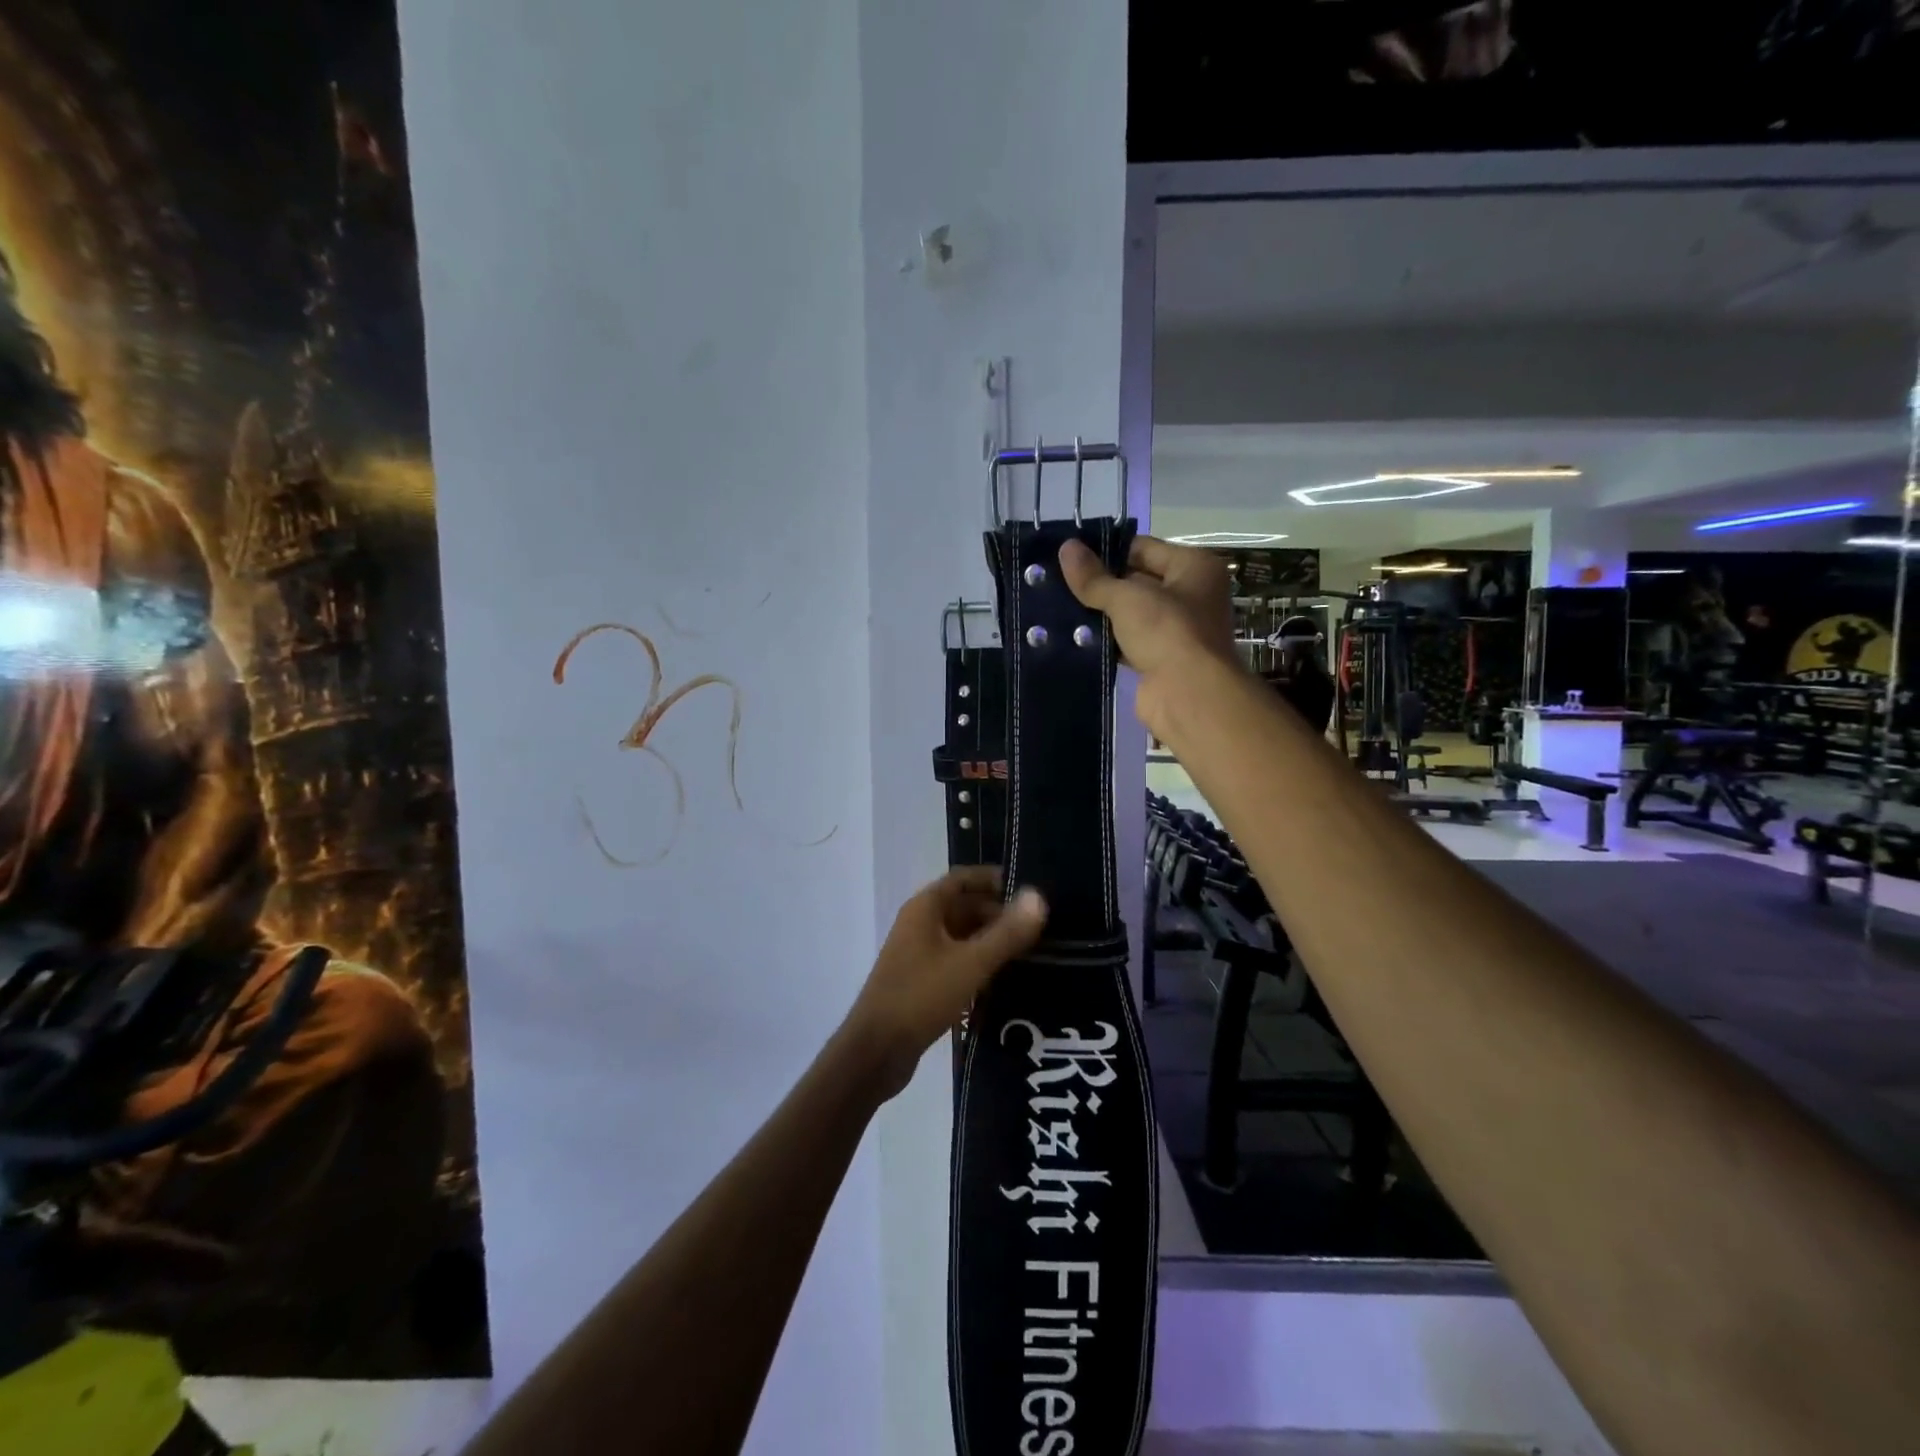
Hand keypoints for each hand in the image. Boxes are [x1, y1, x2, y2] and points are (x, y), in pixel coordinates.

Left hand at [845, 868, 1047, 1099]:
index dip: (994, 879)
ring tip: (1030, 950)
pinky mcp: (920, 980)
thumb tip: (1038, 896)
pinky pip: (955, 959)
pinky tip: (1003, 977)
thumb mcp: (971, 963)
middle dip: (998, 912)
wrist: (876, 1051)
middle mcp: (919, 923)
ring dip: (989, 939)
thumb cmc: (922, 996)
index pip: (963, 878)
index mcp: (925, 908)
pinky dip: (977, 961)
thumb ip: (1006, 932)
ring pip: (960, 935)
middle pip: (963, 906)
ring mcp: (917, 953)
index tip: (1028, 888)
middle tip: (1038, 925)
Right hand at [1058, 534, 1240, 740]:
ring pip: (1130, 614)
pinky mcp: (1160, 660)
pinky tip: (1073, 638)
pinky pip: (1127, 643)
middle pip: (1137, 580)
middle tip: (1058, 581)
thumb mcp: (1126, 597)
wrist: (1189, 696)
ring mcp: (1176, 630)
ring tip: (1058, 607)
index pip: (1143, 548)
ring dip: (1101, 615)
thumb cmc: (1167, 632)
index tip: (1070, 555)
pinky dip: (1105, 642)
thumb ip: (1094, 577)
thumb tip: (1065, 547)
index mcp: (1194, 567)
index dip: (1107, 550)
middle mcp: (1191, 594)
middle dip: (1101, 584)